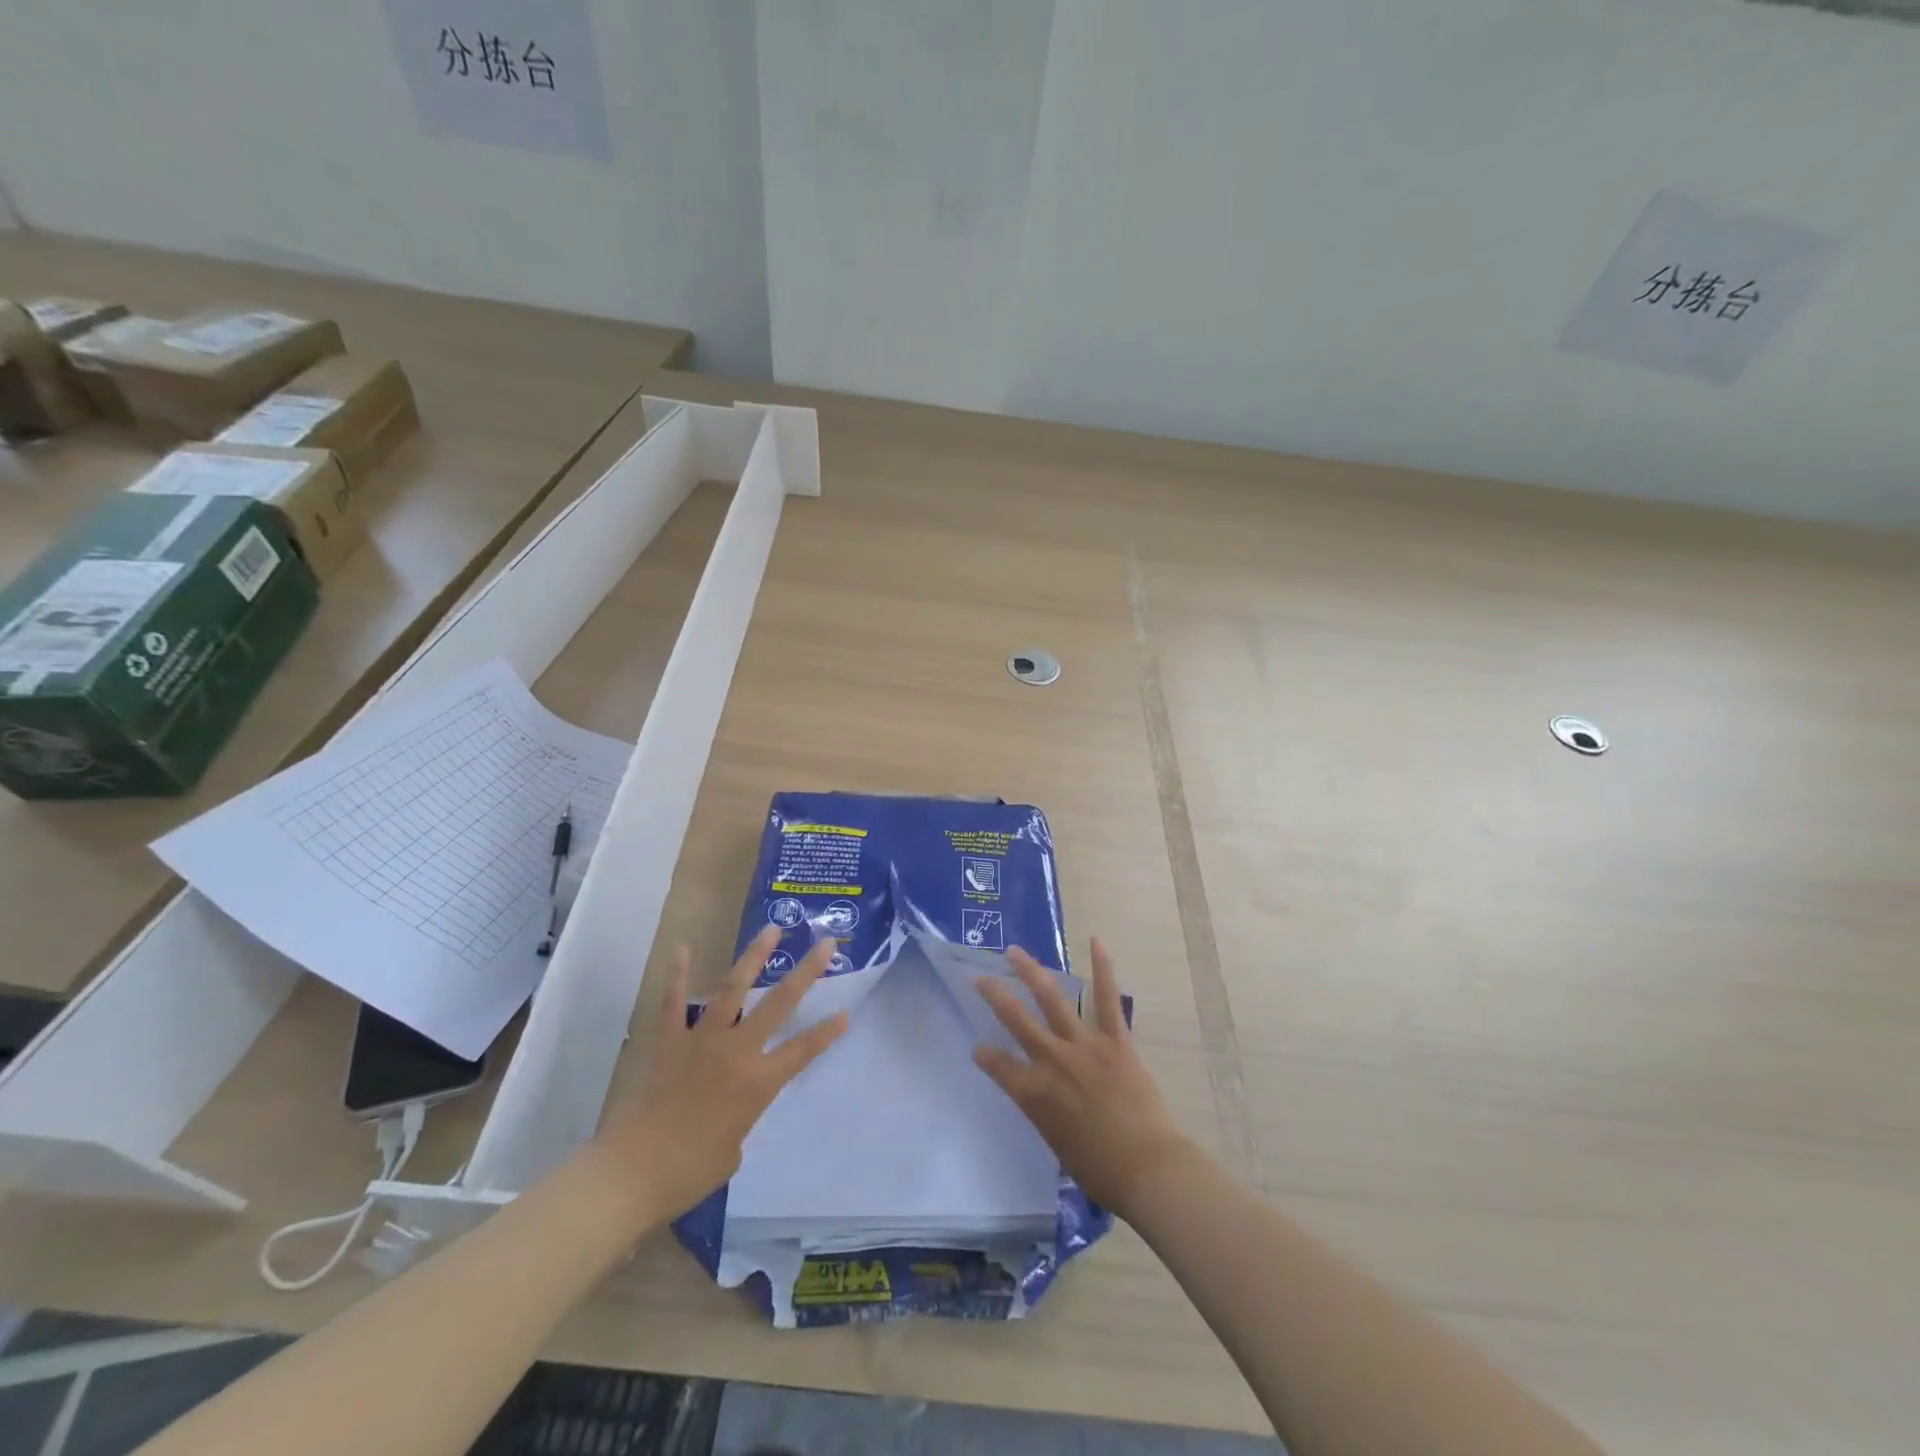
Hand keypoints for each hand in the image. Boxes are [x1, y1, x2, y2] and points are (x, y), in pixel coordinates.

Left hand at [589, 926, 847, 1223]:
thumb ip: (739, 1120)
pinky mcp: (669, 1041)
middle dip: (806, 971)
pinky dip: (678, 975)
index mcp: (758, 1083)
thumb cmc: (688, 1172)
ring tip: (771, 929)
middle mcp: (737, 1051)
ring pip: (733, 989)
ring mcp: (702, 1040)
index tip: (845, 1013)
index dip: (827, 1032)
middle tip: (825, 943)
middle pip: (779, 1003)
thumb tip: (728, 1109)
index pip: (803, 1050)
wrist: (631, 1173)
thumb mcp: (731, 1152)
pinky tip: (683, 948)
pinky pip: (673, 1002)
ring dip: (754, 957)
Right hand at [975, 940, 1194, 1217]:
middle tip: (979, 976)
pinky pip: (1107, 999)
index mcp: (1034, 1093)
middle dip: (995, 996)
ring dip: (1031, 972)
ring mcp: (1084, 1045)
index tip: (979, 1047)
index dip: (985, 1055)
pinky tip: (1096, 942)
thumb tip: (1041, 1095)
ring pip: (1051, 1000)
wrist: (1148, 1168)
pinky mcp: (1115, 1040)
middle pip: (1016, 1021)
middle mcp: (1052, 1061)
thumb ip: (1043, 1112)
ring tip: (1015, 951)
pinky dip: (1103, 969)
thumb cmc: (1100, 1170)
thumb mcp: (1057, 1143)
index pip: (998, 1065)